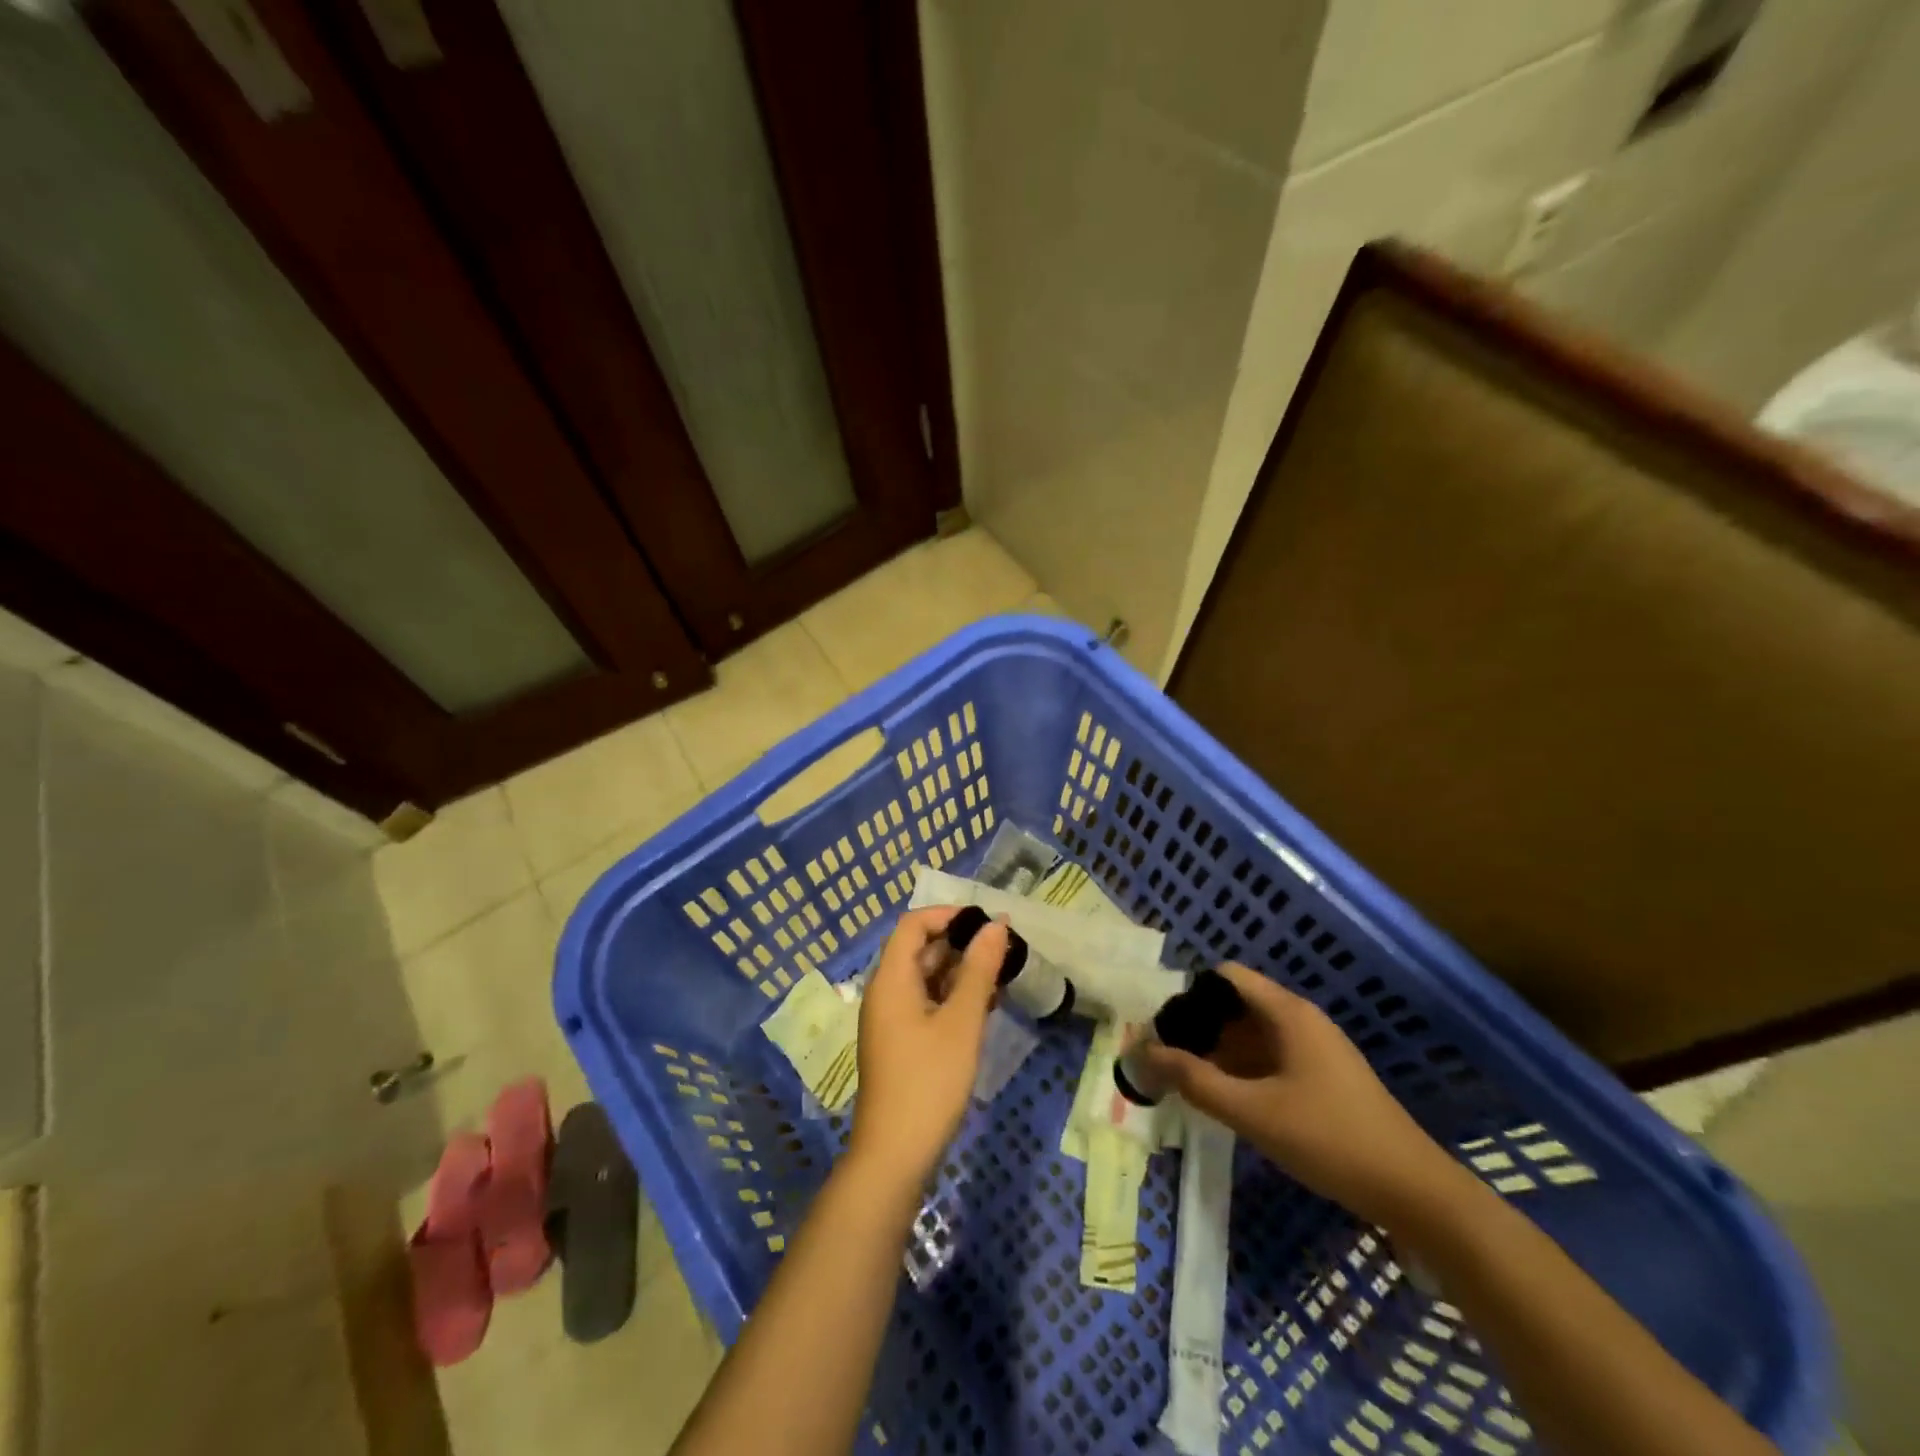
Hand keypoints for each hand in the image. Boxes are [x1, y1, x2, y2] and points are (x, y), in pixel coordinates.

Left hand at [847, 906, 1008, 1192]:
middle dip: (961, 943)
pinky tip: (986, 1006)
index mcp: (891, 979)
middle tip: (1004, 948)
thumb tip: (996, 926)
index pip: (914, 924)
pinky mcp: (901, 1043)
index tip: (987, 922)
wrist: (895, 1156)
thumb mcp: (961, 1022)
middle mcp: (886, 992)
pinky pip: (927, 1004)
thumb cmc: (929, 1081)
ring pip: (927, 978)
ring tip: (1002, 975)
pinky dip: (953, 998)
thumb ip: (979, 970)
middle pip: (920, 949)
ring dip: (961, 972)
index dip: (949, 915)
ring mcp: (891, 1020)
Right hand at [1136, 962, 1456, 1226]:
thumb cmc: (1329, 1139)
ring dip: (1220, 1053)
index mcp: (1287, 1013)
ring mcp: (1316, 1050)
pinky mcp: (1325, 1078)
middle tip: (1168, 1061)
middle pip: (1236, 1006)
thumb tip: (1143, 1052)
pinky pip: (1272, 1059)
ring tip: (1189, 1083)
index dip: (1190, 995)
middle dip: (1200, 1029)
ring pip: (1253, 1035)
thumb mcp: (1253, 1112)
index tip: (1165, 1028)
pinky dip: (1244, 1071)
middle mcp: (1301, 1020)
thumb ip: (1195, 1080)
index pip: (1225, 977)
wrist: (1415, 1192)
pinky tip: (1228, 1101)